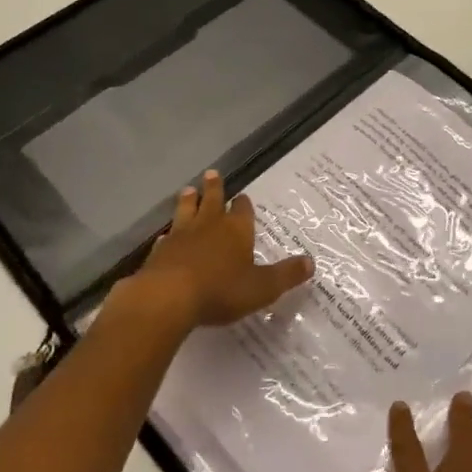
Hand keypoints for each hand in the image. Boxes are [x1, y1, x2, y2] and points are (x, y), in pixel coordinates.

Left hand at [126, 170, 313, 332]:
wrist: (169, 297)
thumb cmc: (221, 289)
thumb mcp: (262, 287)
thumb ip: (286, 275)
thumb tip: (312, 262)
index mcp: (236, 229)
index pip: (242, 209)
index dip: (244, 203)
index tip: (243, 196)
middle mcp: (209, 225)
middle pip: (212, 200)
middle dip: (214, 188)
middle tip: (212, 173)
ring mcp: (181, 235)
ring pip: (186, 211)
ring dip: (188, 201)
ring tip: (188, 190)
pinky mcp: (160, 251)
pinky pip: (166, 237)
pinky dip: (168, 235)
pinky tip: (165, 236)